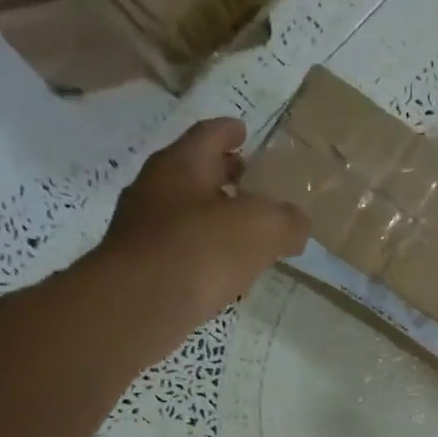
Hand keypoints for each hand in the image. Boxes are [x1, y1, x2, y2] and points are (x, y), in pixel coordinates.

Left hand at [88, 118, 307, 344]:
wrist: (140, 305)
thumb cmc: (202, 249)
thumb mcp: (263, 228)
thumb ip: (287, 221)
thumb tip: (297, 224)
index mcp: (181, 164)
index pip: (209, 134)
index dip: (230, 131)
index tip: (244, 131)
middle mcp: (155, 189)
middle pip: (194, 172)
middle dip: (222, 174)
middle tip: (250, 180)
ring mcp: (143, 229)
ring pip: (186, 212)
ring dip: (214, 216)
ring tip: (246, 230)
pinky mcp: (143, 267)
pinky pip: (181, 248)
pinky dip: (204, 250)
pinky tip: (225, 269)